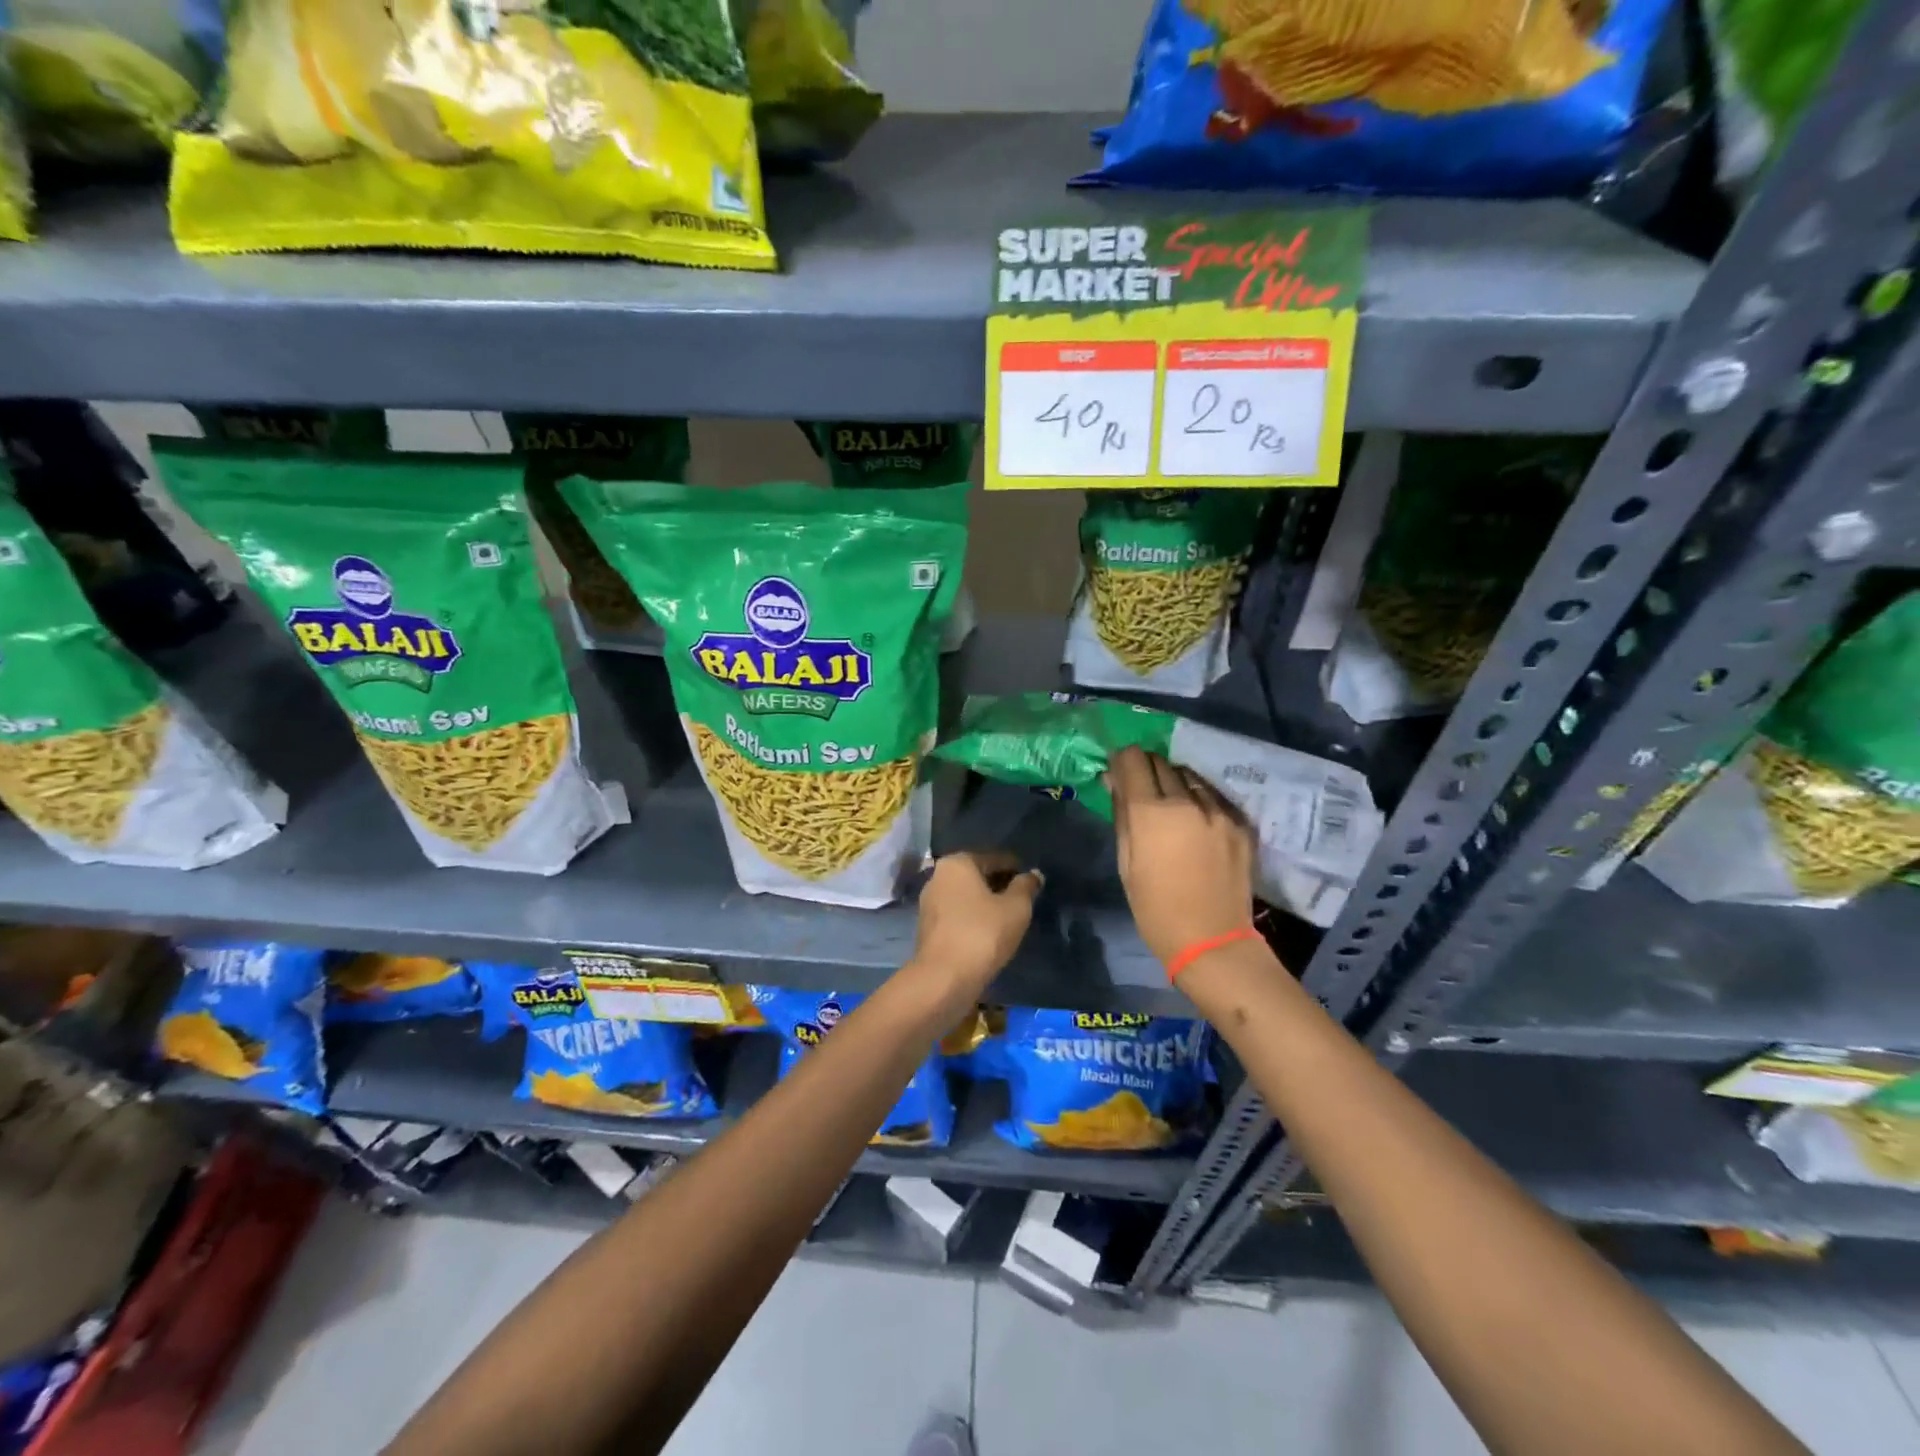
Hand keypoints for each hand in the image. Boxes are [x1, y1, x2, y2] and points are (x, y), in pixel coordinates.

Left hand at [907, 850, 1042, 999]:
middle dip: (1000, 885)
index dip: (1017, 869)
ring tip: (1009, 918)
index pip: (995, 858)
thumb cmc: (983, 934)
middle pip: (978, 875)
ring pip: (966, 896)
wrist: (944, 978)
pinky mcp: (927, 927)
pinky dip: (973, 918)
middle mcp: (938, 876)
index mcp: (957, 863)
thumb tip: (1033, 874)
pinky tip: (990, 932)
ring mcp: (929, 902)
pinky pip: (957, 914)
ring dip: (986, 903)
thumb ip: (1026, 887)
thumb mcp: (1016, 908)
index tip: (1033, 883)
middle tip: (1024, 901)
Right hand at [1108, 746, 1255, 965]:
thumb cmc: (1155, 909)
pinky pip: (1213, 796)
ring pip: (1189, 775)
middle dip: (1147, 768)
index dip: (1122, 760)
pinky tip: (1196, 819)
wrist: (1212, 941)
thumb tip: (1114, 781)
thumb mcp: (1125, 863)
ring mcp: (1218, 811)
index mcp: (1151, 812)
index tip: (1119, 771)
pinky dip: (1199, 798)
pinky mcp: (1240, 823)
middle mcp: (1186, 801)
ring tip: (1171, 803)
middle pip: (1161, 762)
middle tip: (1141, 788)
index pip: (1133, 759)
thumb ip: (1121, 815)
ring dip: (1175, 781)